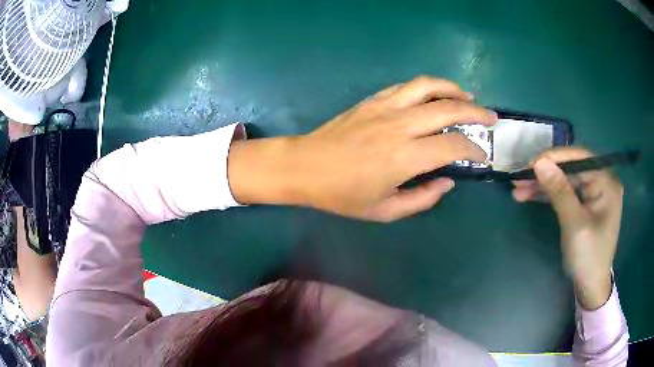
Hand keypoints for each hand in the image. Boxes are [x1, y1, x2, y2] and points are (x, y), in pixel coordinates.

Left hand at [228, 76, 496, 220]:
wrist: (305, 166)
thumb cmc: (343, 194)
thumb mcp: (385, 210)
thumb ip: (422, 198)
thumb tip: (448, 181)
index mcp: (406, 157)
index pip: (453, 146)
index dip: (474, 149)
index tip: (482, 155)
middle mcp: (401, 125)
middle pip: (449, 109)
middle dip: (476, 112)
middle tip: (490, 117)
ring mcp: (386, 107)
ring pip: (429, 87)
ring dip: (454, 89)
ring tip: (468, 97)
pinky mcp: (374, 99)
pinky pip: (407, 86)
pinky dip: (428, 87)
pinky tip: (435, 94)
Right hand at [513, 148, 622, 309]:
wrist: (590, 287)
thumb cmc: (588, 258)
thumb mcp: (574, 225)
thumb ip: (560, 192)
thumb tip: (540, 162)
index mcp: (606, 182)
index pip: (579, 158)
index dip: (554, 158)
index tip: (529, 165)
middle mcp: (602, 180)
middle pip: (571, 168)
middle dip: (545, 173)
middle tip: (519, 180)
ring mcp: (594, 191)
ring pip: (565, 179)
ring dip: (543, 184)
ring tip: (519, 190)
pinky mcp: (586, 202)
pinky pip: (566, 191)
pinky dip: (549, 193)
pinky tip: (532, 195)